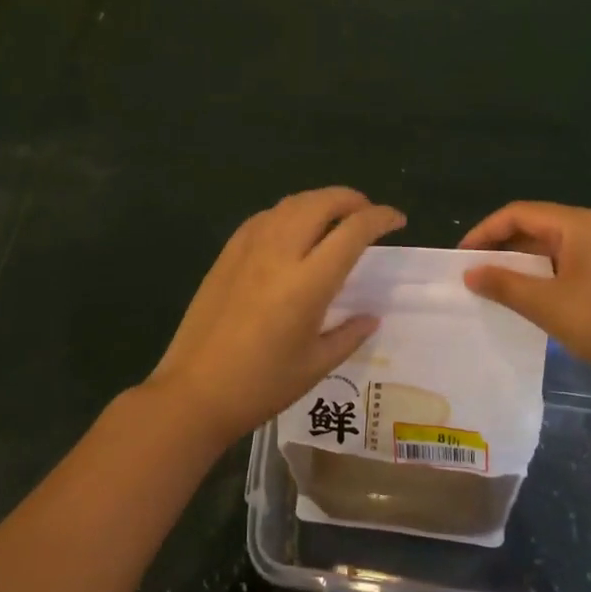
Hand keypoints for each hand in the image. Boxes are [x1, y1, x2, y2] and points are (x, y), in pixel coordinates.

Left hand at [148, 187, 406, 443]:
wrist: (193, 392)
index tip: (397, 220)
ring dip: (320, 201)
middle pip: (321, 203)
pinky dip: (289, 212)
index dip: (380, 218)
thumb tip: (371, 316)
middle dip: (352, 199)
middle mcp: (279, 253)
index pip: (352, 231)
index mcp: (307, 284)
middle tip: (367, 214)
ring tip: (335, 217)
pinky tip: (293, 229)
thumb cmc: (260, 386)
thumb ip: (349, 335)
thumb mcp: (315, 366)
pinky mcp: (228, 252)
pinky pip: (265, 216)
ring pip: (291, 203)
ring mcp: (249, 249)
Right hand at [459, 201, 590, 395]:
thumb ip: (504, 285)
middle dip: (501, 246)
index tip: (460, 257)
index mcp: (576, 224)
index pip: (518, 213)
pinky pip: (566, 263)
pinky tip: (530, 298)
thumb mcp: (547, 305)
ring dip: (520, 263)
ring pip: (550, 247)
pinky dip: (542, 275)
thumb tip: (470, 272)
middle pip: (534, 226)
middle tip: (473, 272)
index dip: (484, 231)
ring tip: (494, 286)